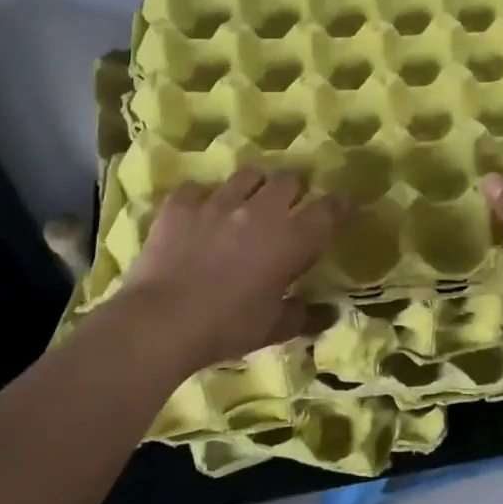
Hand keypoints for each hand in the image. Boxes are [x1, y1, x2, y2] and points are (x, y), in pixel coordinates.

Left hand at [112, 168, 344, 374]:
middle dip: (295, 188)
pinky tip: (199, 214)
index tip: (341, 207)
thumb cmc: (226, 328)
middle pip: (289, 179)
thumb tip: (330, 313)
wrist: (161, 322)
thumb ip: (304, 316)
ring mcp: (219, 202)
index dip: (338, 205)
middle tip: (290, 205)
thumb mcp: (272, 329)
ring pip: (248, 174)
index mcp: (292, 239)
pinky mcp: (182, 204)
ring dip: (254, 185)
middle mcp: (261, 210)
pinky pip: (197, 189)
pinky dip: (202, 198)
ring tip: (247, 202)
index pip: (328, 209)